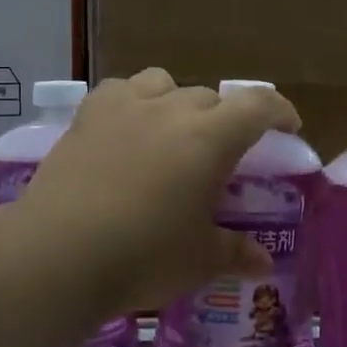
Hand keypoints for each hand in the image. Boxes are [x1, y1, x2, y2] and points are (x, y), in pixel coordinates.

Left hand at [18, 69, 300, 315]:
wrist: (58, 253)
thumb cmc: (143, 256)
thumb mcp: (199, 260)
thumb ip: (235, 252)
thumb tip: (263, 263)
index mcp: (210, 138)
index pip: (258, 105)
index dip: (280, 110)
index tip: (288, 126)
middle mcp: (171, 110)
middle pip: (210, 98)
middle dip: (225, 120)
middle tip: (222, 154)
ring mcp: (124, 107)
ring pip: (164, 83)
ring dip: (177, 102)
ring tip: (171, 133)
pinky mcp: (87, 116)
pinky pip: (119, 91)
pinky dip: (132, 102)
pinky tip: (126, 128)